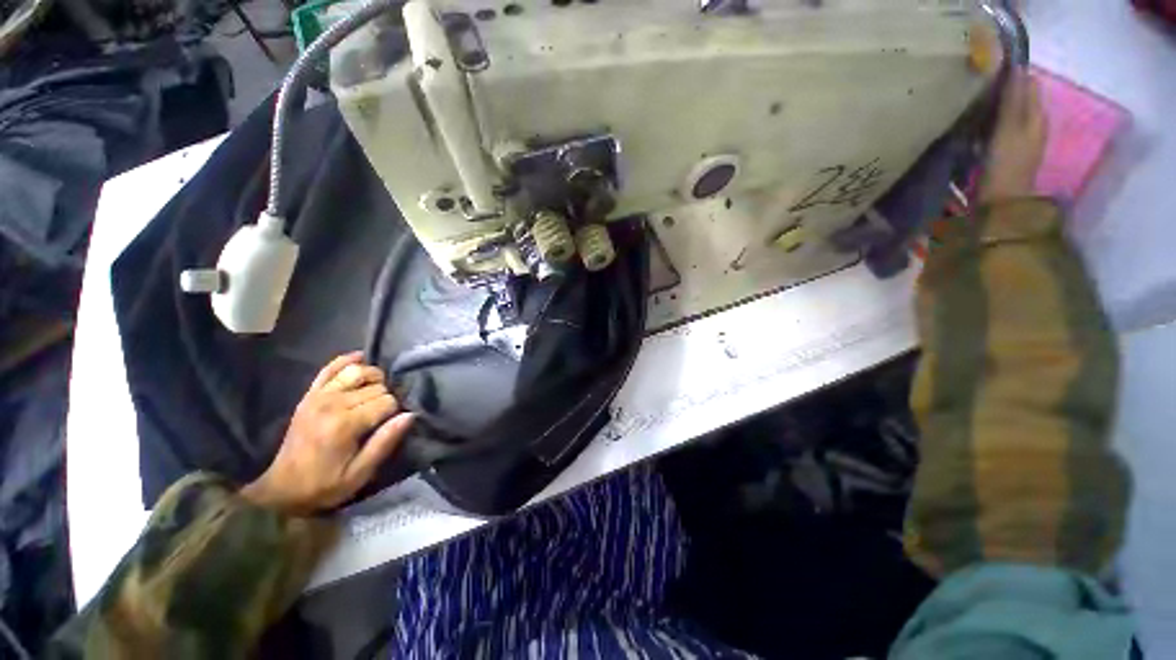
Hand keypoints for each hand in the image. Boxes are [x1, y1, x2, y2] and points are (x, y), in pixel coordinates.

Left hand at [240, 352, 413, 514]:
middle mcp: (332, 403)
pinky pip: (330, 368)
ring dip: (374, 377)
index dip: (395, 412)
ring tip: (377, 392)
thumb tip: (410, 415)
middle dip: (386, 397)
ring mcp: (318, 396)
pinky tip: (360, 358)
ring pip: (358, 371)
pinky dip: (346, 360)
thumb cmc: (325, 485)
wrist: (281, 489)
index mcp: (345, 425)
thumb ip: (385, 442)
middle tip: (383, 415)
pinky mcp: (309, 395)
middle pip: (376, 386)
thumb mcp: (360, 473)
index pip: (387, 402)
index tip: (391, 425)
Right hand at [979, 70, 1047, 202]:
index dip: (1012, 74)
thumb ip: (1014, 100)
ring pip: (1010, 112)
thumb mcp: (1009, 130)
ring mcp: (1022, 139)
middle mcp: (1033, 123)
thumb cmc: (1006, 165)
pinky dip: (992, 122)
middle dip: (1003, 89)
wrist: (1003, 203)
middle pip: (1020, 97)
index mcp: (1036, 115)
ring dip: (996, 106)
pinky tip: (978, 126)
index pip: (1027, 83)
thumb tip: (1016, 68)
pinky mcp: (1009, 152)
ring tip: (974, 104)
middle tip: (977, 87)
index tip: (988, 70)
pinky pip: (1002, 127)